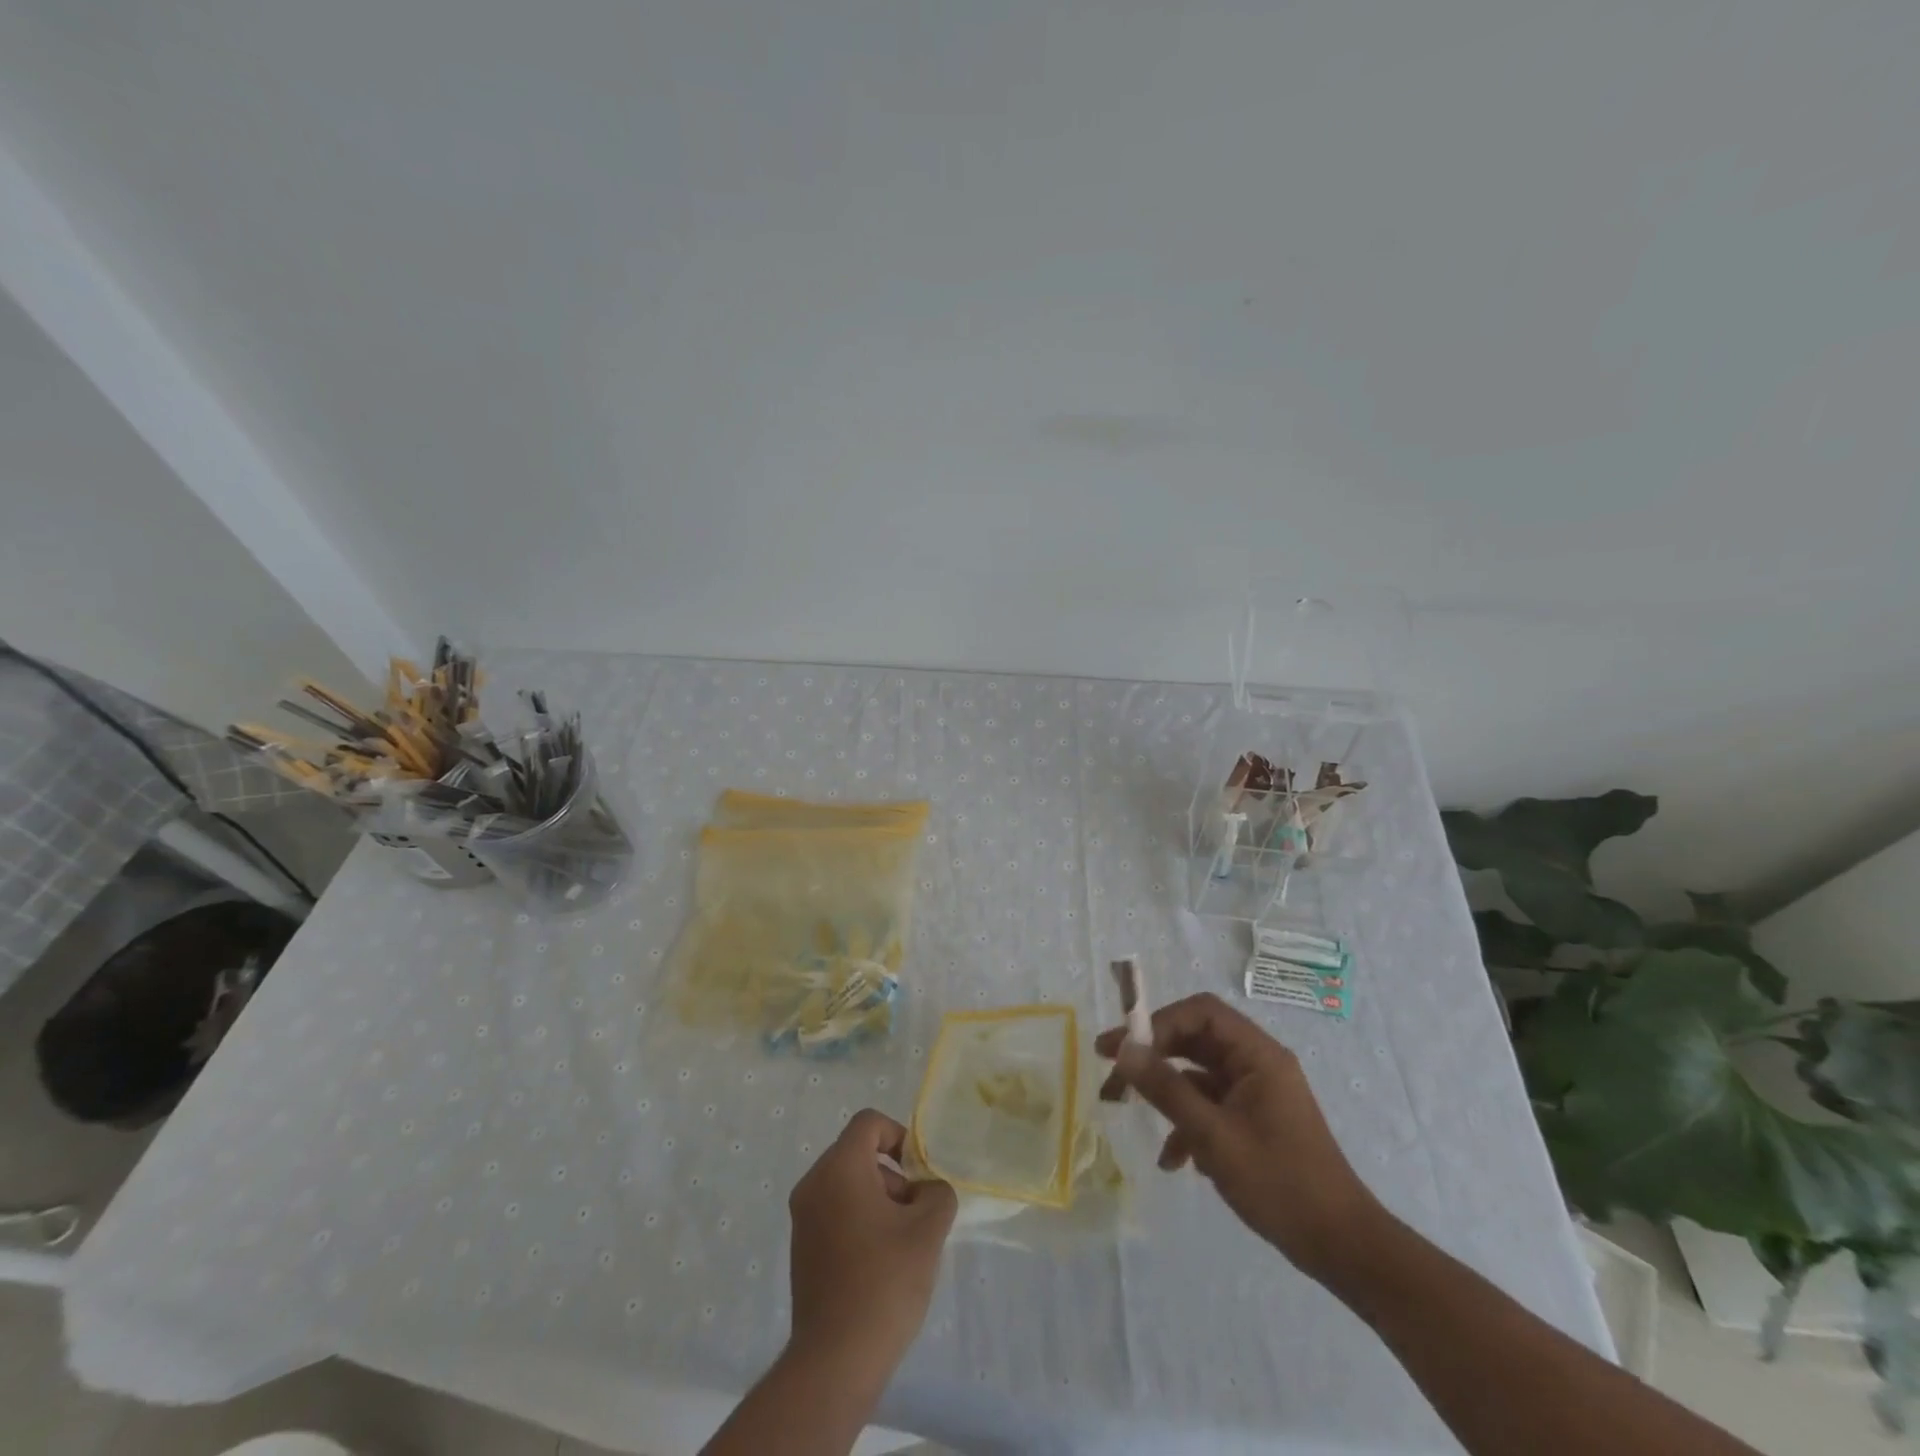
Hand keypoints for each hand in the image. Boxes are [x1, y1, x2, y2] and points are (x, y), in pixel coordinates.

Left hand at [786, 1108, 957, 1381]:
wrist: (835, 1360)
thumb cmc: (884, 1282)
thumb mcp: (928, 1230)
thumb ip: (937, 1193)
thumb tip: (927, 1190)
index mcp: (839, 1168)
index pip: (869, 1123)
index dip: (899, 1137)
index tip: (918, 1174)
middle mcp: (813, 1183)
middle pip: (858, 1153)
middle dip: (892, 1174)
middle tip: (914, 1213)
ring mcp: (802, 1218)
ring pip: (847, 1183)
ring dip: (878, 1199)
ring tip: (900, 1243)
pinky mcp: (801, 1248)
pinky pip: (834, 1211)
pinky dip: (858, 1220)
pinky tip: (879, 1263)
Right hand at [1096, 992, 1379, 1281]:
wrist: (1343, 1248)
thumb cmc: (1281, 1184)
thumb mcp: (1214, 1136)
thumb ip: (1166, 1089)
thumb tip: (1124, 1050)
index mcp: (1257, 1055)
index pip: (1200, 1013)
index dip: (1158, 1022)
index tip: (1122, 1046)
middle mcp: (1257, 1064)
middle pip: (1195, 1040)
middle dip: (1151, 1054)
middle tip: (1110, 1070)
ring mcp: (1256, 1093)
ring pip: (1198, 1074)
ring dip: (1164, 1091)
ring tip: (1123, 1108)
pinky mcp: (1254, 1121)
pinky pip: (1210, 1105)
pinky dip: (1186, 1122)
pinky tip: (1172, 1160)